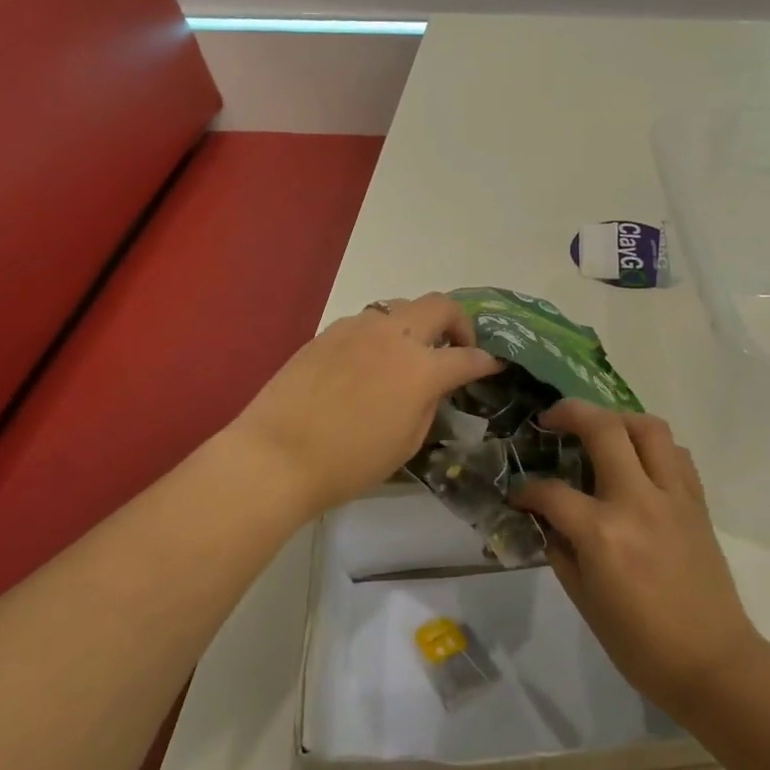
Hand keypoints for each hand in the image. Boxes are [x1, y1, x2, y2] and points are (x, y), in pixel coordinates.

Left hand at [230, 294, 502, 520]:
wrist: (275, 455)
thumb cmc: (348, 463)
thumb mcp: (406, 443)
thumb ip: (428, 404)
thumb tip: (433, 385)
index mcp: (420, 368)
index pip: (467, 357)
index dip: (487, 361)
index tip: (494, 365)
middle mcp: (393, 335)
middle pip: (440, 305)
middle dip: (459, 322)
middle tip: (457, 346)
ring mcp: (357, 328)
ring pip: (400, 307)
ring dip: (416, 325)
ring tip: (410, 353)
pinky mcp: (328, 332)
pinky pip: (367, 322)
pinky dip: (381, 334)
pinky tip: (370, 362)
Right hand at [516, 400, 762, 718]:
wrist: (713, 664)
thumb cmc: (641, 645)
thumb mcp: (585, 601)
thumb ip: (562, 550)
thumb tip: (547, 520)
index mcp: (603, 533)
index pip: (552, 492)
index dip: (527, 491)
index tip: (518, 495)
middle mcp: (638, 501)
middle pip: (604, 429)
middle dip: (570, 413)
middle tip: (551, 419)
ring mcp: (673, 497)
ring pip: (648, 427)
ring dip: (618, 419)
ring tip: (599, 431)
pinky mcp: (697, 502)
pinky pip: (676, 454)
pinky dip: (653, 446)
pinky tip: (638, 462)